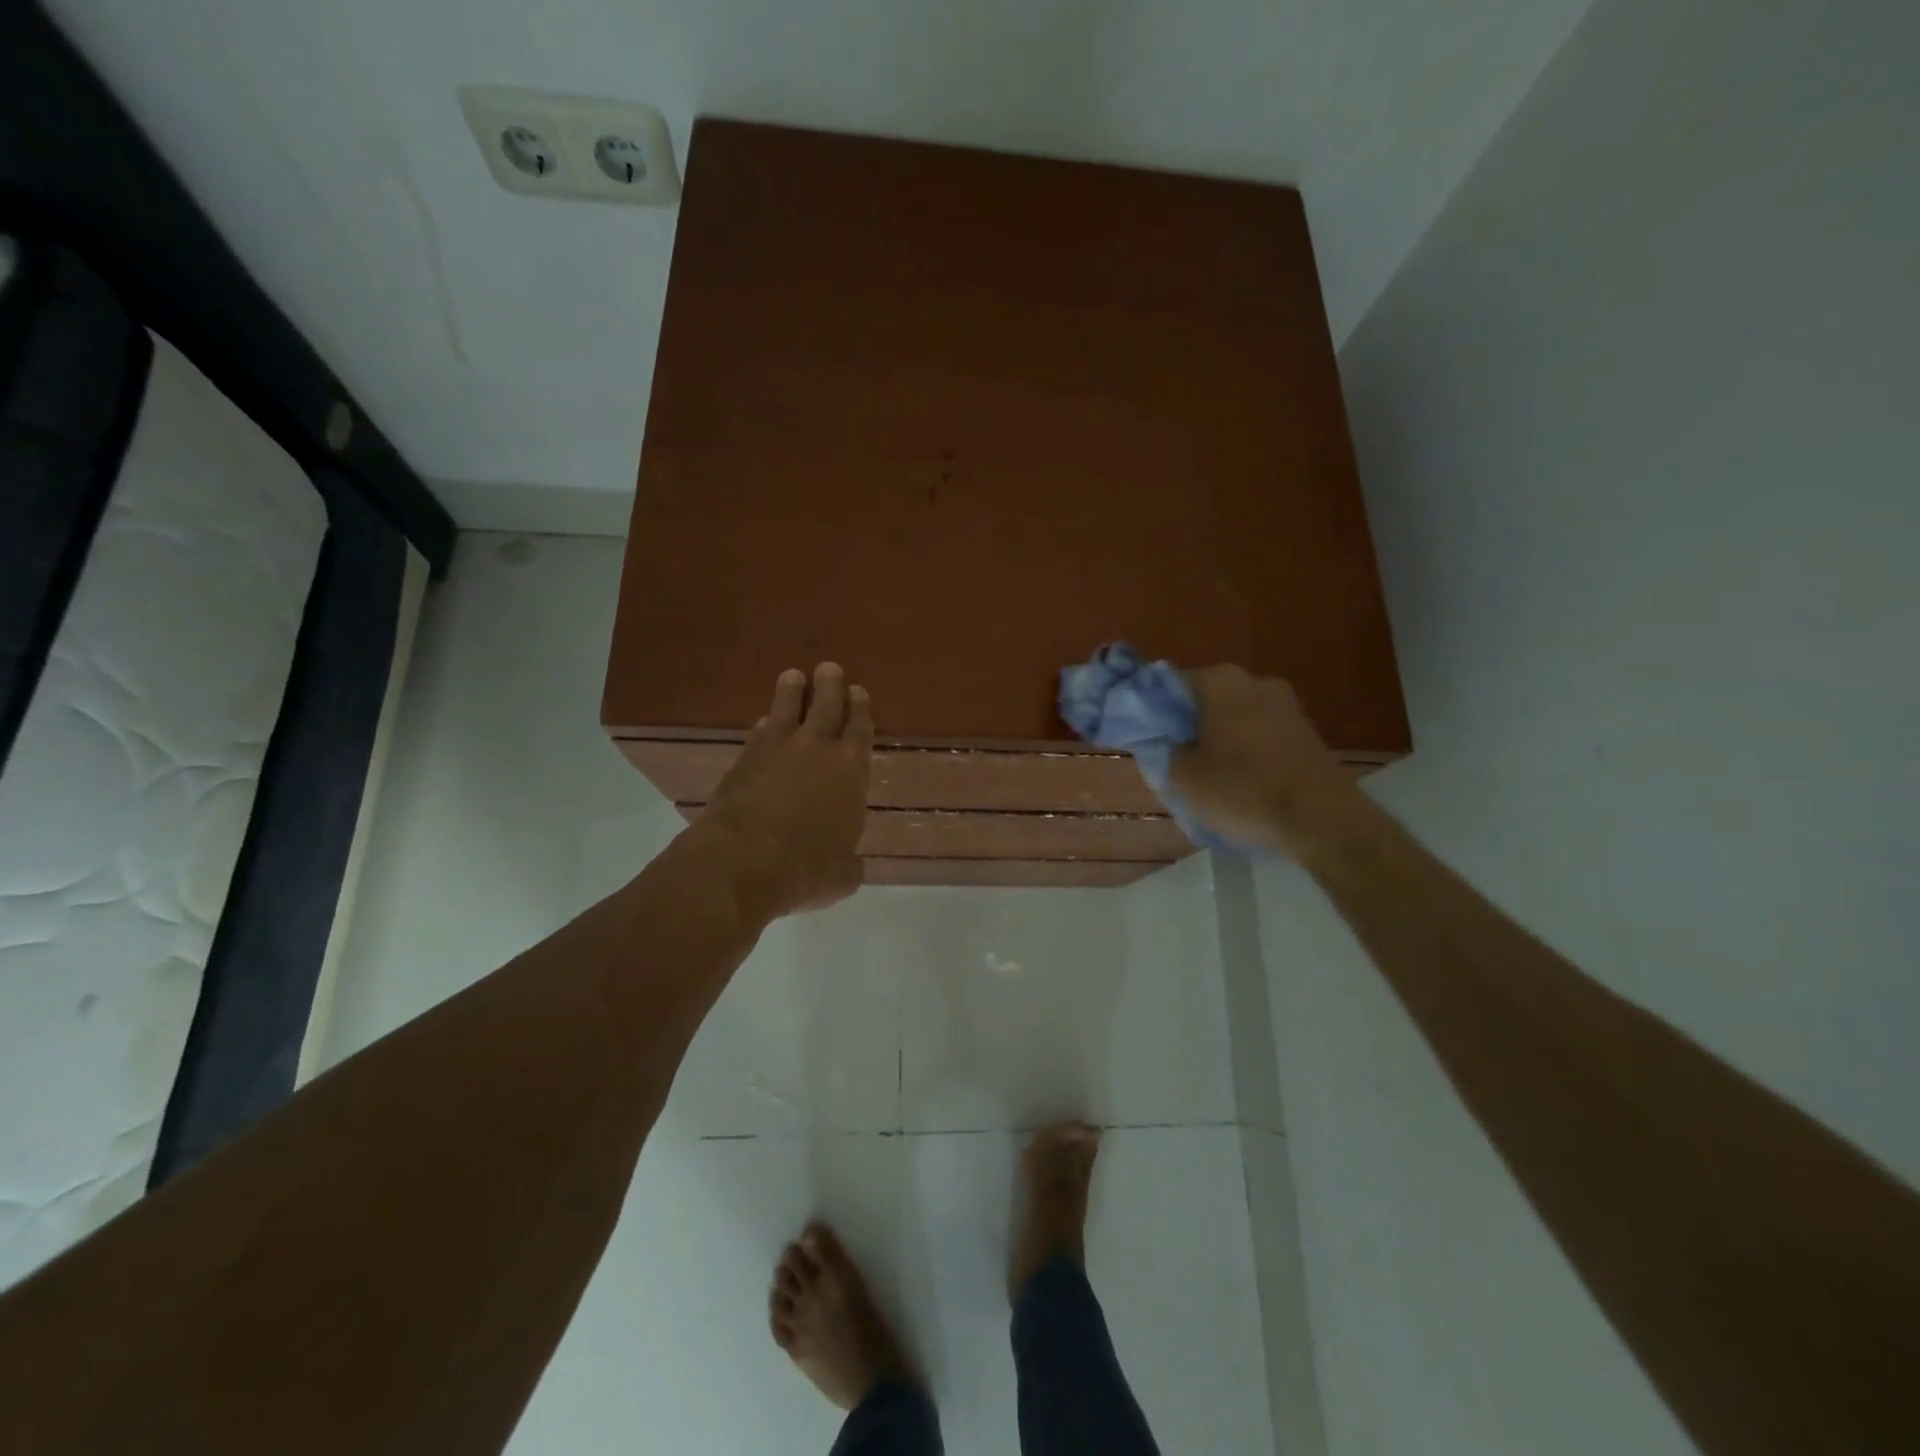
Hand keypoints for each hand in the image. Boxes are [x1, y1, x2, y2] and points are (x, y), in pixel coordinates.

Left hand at [702, 663, 872, 917]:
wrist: (743, 862)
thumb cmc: (806, 868)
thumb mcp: (842, 876)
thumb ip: (849, 863)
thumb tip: (850, 865)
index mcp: (851, 771)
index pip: (860, 728)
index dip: (860, 709)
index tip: (858, 691)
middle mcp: (817, 750)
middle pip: (826, 706)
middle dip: (830, 685)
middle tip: (829, 669)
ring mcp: (776, 750)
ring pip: (787, 709)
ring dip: (792, 692)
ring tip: (793, 676)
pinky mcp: (743, 760)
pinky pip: (759, 733)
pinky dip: (765, 725)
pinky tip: (764, 723)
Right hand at [1170, 665, 1362, 856]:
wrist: (1323, 820)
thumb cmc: (1243, 790)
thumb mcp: (1182, 777)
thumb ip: (1162, 751)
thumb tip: (1162, 741)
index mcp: (1220, 681)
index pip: (1168, 685)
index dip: (1151, 712)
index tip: (1144, 739)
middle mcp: (1254, 681)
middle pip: (1203, 700)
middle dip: (1185, 726)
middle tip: (1171, 760)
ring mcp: (1285, 705)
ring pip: (1232, 718)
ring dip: (1215, 739)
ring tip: (1204, 777)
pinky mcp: (1304, 731)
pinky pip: (1258, 734)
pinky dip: (1243, 751)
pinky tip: (1238, 782)